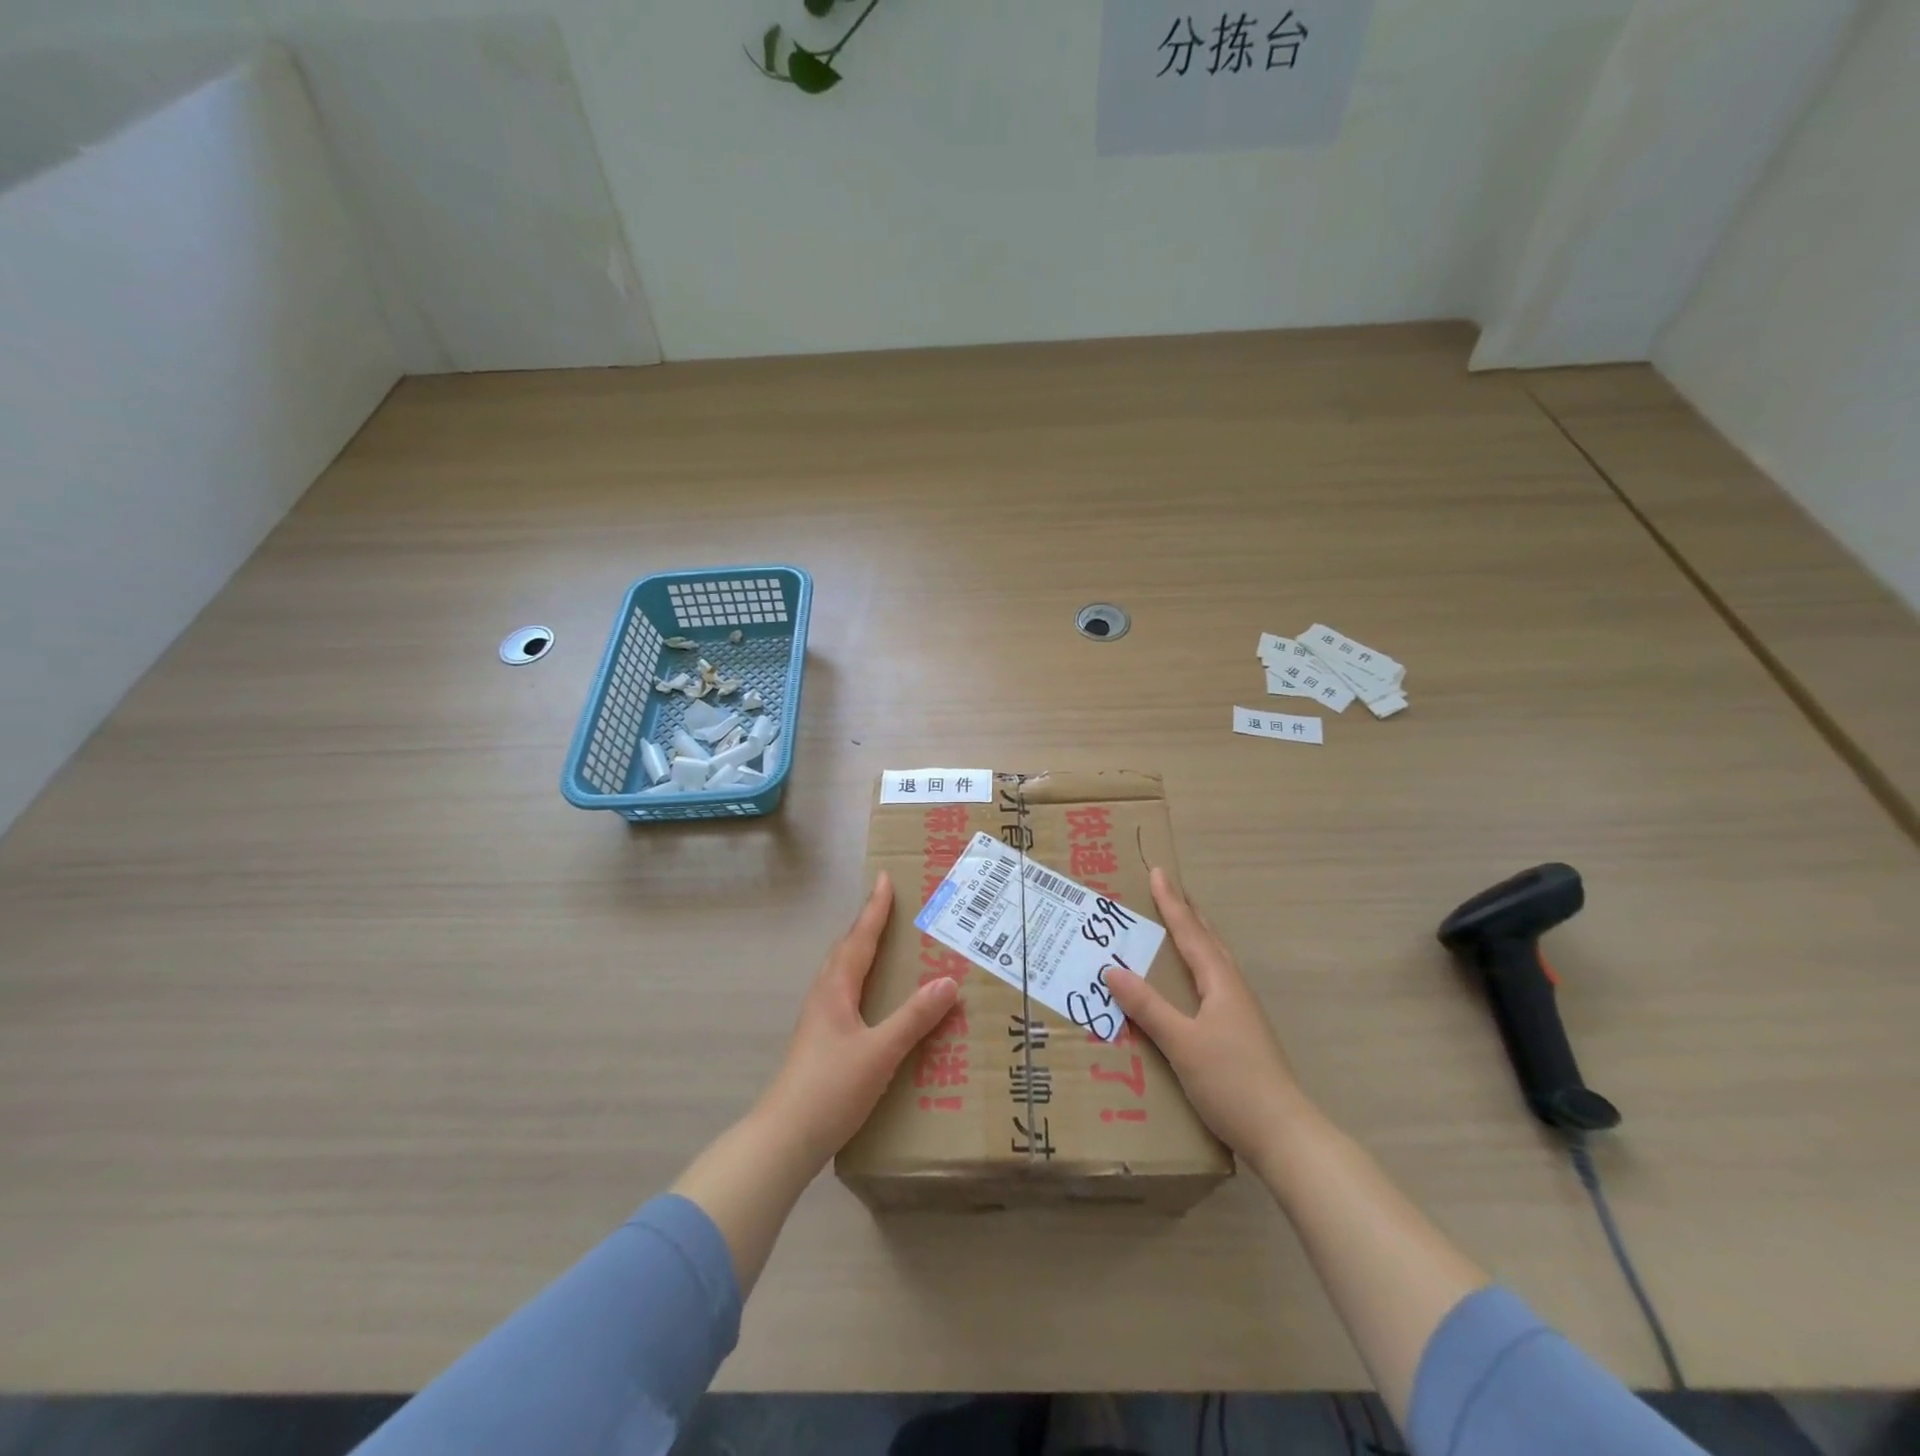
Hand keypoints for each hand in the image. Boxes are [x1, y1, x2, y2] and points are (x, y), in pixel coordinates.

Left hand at [755, 872, 959, 1166]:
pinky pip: (844, 994)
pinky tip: (874, 1000)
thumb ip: (914, 1018)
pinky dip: (861, 980)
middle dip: (867, 925)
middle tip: (889, 906)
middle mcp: (824, 997)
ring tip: (885, 946)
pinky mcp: (820, 1042)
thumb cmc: (831, 1088)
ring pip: (842, 973)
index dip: (874, 909)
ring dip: (862, 951)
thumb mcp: (880, 1052)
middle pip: (846, 950)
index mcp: (836, 990)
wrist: (784, 1138)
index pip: (859, 939)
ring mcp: (818, 1021)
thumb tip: (947, 982)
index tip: (884, 879)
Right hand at [1105, 867, 1306, 1162]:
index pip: (1190, 933)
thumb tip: (1112, 968)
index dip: (1172, 903)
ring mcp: (1241, 1013)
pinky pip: (1213, 984)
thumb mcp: (1182, 1042)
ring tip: (1179, 927)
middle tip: (1170, 890)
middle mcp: (1233, 989)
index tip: (1158, 873)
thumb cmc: (1231, 1081)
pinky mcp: (1241, 1035)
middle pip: (1208, 940)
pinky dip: (1197, 968)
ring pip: (1214, 962)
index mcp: (1221, 982)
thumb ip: (1147, 1006)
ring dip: (1196, 939)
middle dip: (1188, 914)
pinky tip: (1189, 985)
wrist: (1283, 1134)